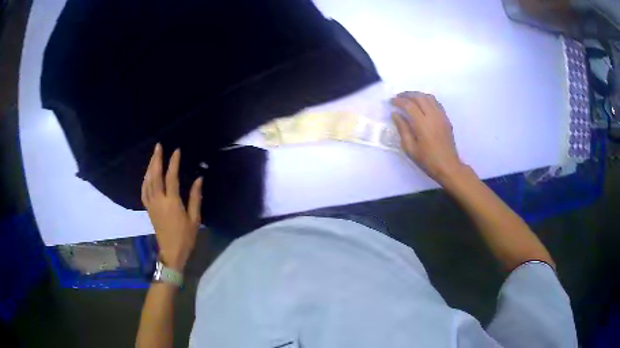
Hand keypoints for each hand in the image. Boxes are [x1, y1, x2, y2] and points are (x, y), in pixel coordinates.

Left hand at [141, 144, 202, 270]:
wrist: (171, 252)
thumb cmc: (186, 237)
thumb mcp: (195, 219)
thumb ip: (195, 198)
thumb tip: (198, 179)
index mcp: (172, 203)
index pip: (171, 178)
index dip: (173, 163)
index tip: (176, 151)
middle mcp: (159, 201)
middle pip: (155, 176)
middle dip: (156, 159)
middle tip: (158, 146)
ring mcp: (151, 205)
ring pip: (147, 182)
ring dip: (149, 167)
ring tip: (153, 156)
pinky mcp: (148, 209)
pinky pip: (144, 191)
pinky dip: (145, 179)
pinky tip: (147, 174)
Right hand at [391, 91, 464, 184]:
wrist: (448, 166)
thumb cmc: (427, 160)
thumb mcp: (410, 148)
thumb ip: (402, 129)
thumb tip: (395, 115)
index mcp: (422, 124)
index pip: (409, 105)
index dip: (398, 101)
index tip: (391, 101)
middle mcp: (432, 116)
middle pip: (419, 97)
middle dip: (407, 94)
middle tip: (398, 97)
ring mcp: (441, 116)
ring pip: (429, 97)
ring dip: (418, 95)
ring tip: (409, 99)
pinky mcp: (446, 119)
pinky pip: (436, 103)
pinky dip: (427, 99)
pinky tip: (422, 104)